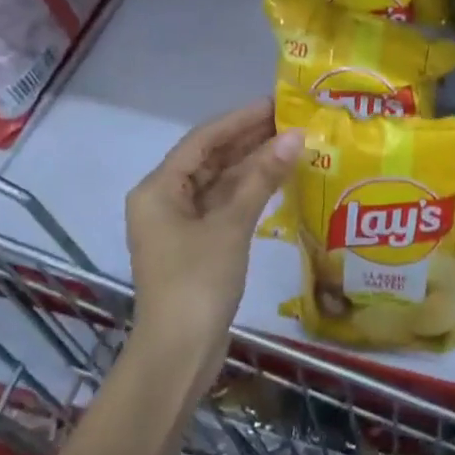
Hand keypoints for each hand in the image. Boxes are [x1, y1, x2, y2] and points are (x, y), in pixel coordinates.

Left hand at [125, 100, 302, 379]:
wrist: (179, 353)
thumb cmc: (198, 282)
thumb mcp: (231, 225)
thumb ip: (262, 177)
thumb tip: (295, 136)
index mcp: (159, 189)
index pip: (203, 139)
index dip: (241, 119)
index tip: (277, 102)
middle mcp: (165, 199)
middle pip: (210, 158)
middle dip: (249, 139)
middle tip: (293, 119)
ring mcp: (180, 224)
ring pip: (219, 182)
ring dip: (253, 164)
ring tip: (294, 142)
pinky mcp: (197, 244)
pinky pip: (224, 204)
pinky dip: (250, 191)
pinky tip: (279, 178)